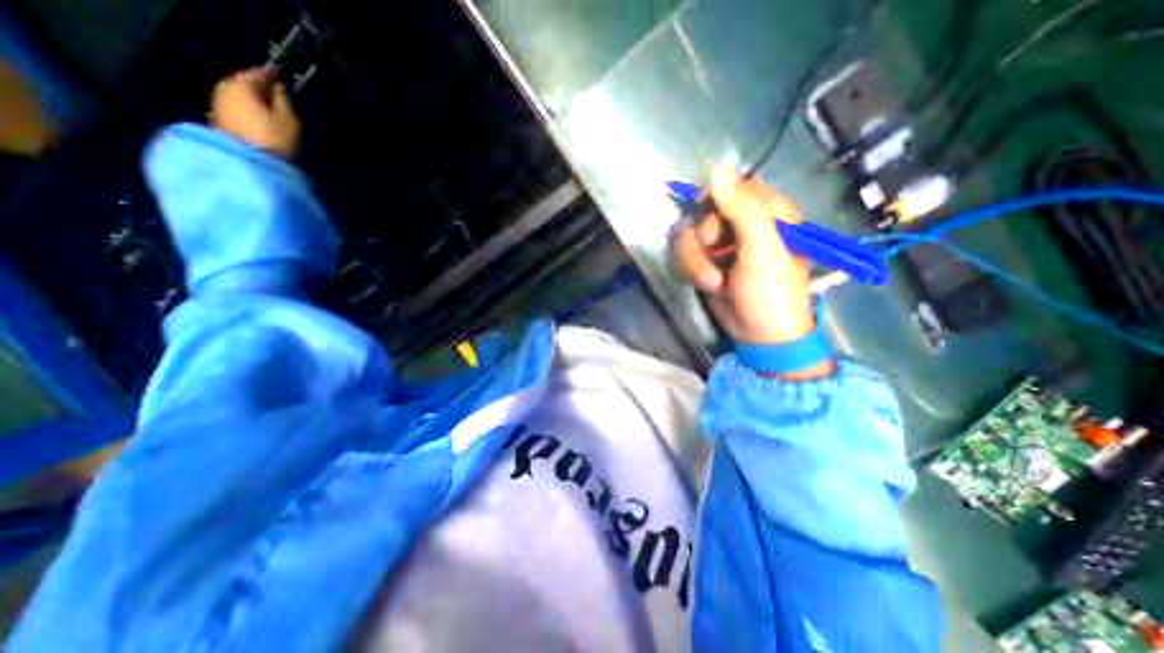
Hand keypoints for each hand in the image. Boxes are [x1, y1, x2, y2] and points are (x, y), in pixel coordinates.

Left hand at [209, 67, 297, 157]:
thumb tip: (279, 87)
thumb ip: (283, 101)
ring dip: (250, 98)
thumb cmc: (275, 139)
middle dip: (257, 85)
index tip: (280, 74)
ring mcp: (217, 105)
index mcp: (242, 86)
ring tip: (266, 104)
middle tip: (273, 88)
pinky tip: (256, 116)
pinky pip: (233, 108)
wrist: (250, 165)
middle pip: (242, 83)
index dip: (270, 74)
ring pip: (236, 95)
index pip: (257, 74)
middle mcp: (224, 89)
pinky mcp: (217, 121)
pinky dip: (245, 108)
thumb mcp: (288, 121)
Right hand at [675, 169, 827, 377]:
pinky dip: (693, 270)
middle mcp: (744, 223)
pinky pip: (687, 253)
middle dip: (704, 238)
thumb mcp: (761, 249)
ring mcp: (724, 244)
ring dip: (696, 260)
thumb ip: (741, 208)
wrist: (760, 336)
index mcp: (769, 212)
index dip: (717, 201)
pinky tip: (710, 285)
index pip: (733, 186)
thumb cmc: (770, 292)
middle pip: (706, 211)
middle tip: (718, 255)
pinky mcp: (709, 262)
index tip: (714, 222)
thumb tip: (714, 168)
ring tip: (714, 281)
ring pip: (691, 234)